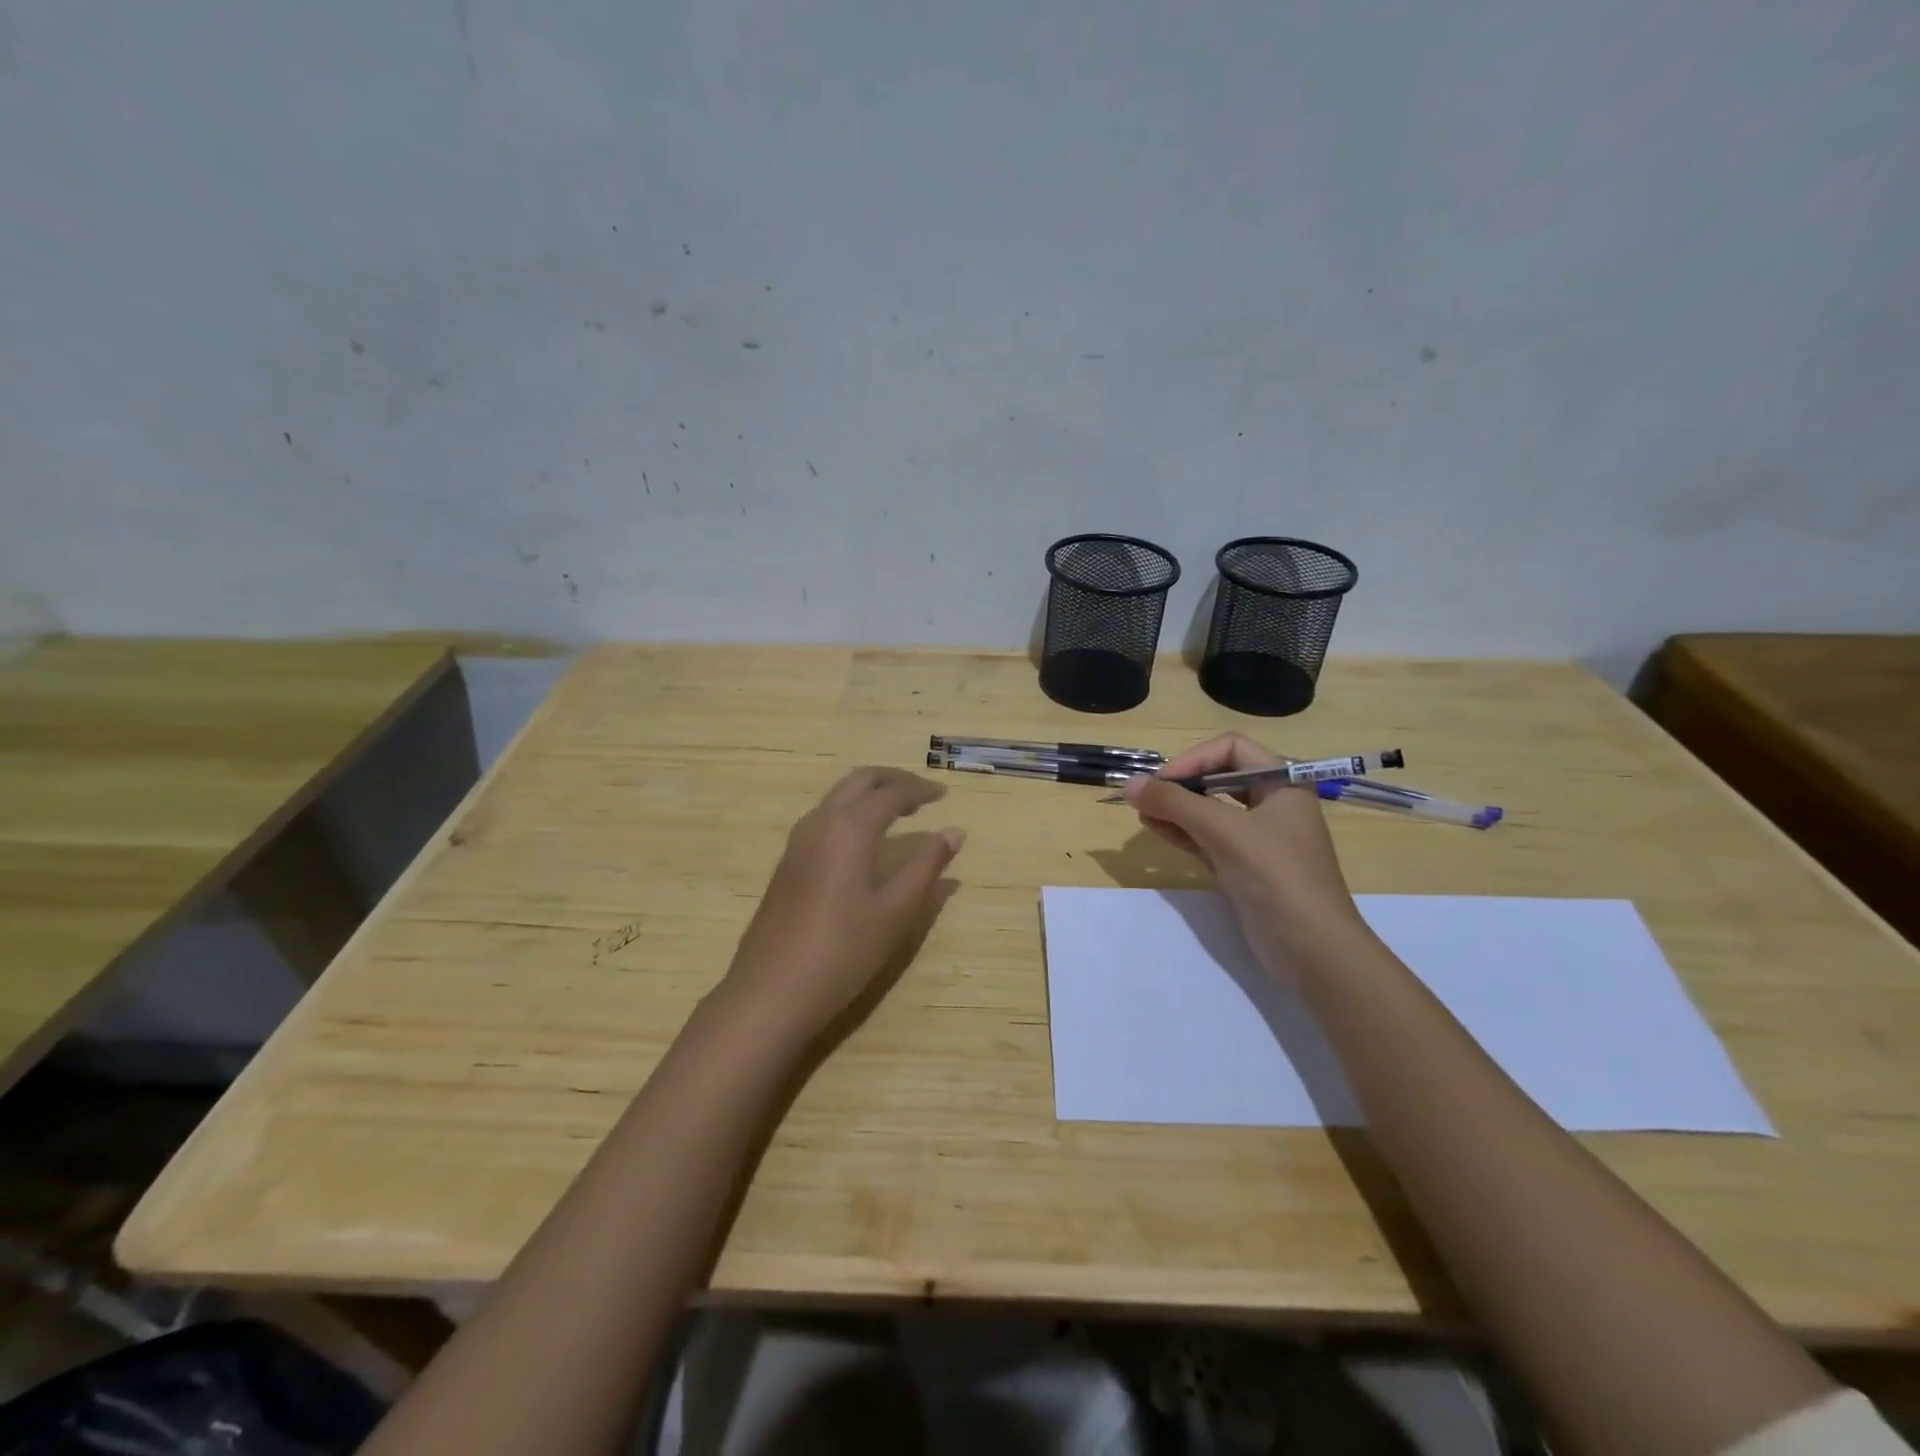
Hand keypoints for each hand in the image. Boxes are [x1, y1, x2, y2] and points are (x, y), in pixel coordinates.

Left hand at [724, 768, 964, 1041]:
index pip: (890, 793)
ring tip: (899, 812)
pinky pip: (824, 818)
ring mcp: (797, 842)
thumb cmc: (842, 951)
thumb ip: (926, 866)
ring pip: (837, 797)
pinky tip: (865, 841)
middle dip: (892, 780)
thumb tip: (954, 832)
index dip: (920, 790)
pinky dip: (852, 812)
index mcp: (849, 828)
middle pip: (859, 781)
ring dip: (869, 794)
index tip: (945, 795)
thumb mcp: (896, 912)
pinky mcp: (787, 863)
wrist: (770, 992)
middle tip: (923, 794)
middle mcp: (819, 822)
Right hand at [1123, 733, 1369, 978]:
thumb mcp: (1224, 831)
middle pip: (1218, 778)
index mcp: (1282, 783)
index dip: (1194, 759)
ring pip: (1209, 811)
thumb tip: (1129, 785)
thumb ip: (1175, 804)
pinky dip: (1182, 831)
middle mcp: (1272, 804)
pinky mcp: (1244, 867)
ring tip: (1141, 812)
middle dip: (1180, 785)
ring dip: (1176, 808)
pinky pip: (1207, 839)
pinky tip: (1154, 828)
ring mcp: (1258, 838)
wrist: (1313, 950)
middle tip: (1146, 797)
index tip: (1162, 781)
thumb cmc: (1276, 876)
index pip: (1231, 749)